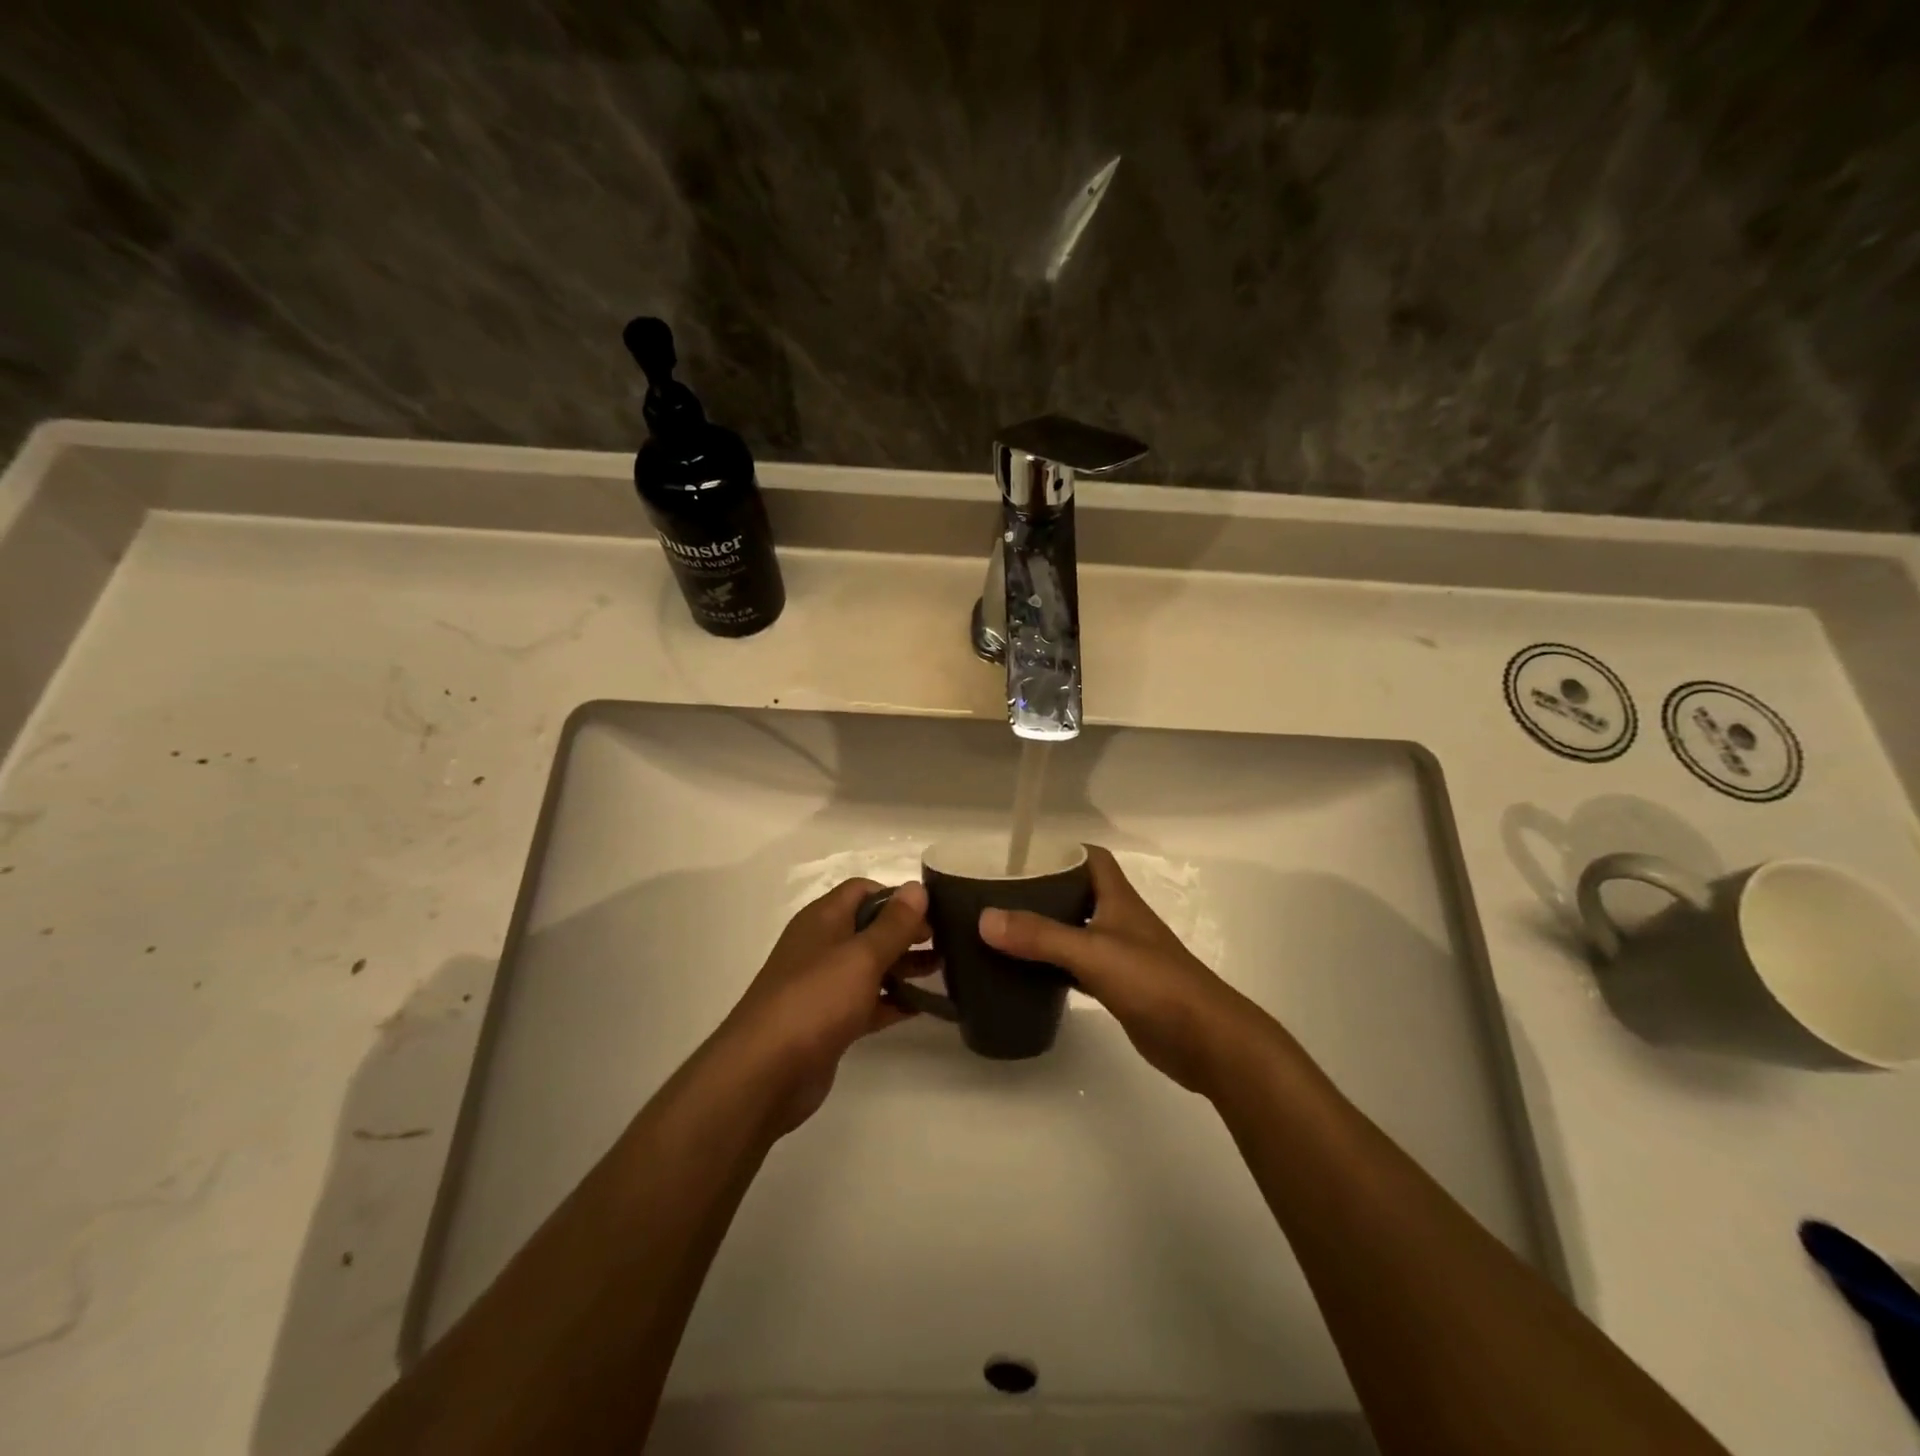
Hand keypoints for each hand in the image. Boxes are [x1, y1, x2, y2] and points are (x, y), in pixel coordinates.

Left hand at [718, 878, 931, 1136]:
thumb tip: (916, 887)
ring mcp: (823, 986)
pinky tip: (923, 1007)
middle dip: (905, 932)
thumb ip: (893, 924)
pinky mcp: (828, 1022)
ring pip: (870, 967)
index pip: (862, 891)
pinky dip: (892, 1001)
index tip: (932, 911)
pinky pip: (866, 1002)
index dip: (897, 896)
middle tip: (946, 942)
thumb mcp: (861, 956)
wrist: (765, 1072)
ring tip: (944, 970)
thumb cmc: (815, 1000)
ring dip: (903, 966)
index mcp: (823, 920)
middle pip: (869, 928)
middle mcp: (821, 946)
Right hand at [978, 846, 1262, 1093]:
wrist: (1206, 1041)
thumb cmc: (1154, 983)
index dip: (1060, 849)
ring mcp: (1120, 956)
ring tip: (1002, 931)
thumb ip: (1041, 936)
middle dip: (1041, 890)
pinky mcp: (1119, 988)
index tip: (1020, 855)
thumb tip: (985, 918)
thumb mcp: (1093, 953)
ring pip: (1075, 931)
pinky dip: (1054, 967)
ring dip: (1045, 929)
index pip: (1090, 857)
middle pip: (1077, 893)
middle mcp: (1118, 920)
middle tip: (997, 895)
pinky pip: (1077, 968)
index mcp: (1118, 899)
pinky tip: (1027, 974)